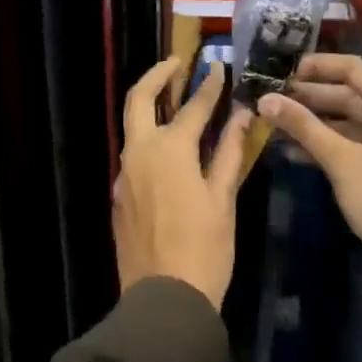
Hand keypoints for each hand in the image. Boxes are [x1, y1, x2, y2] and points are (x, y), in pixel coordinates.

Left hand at [113, 57, 254, 309]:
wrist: (163, 299)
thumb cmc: (204, 248)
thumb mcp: (223, 199)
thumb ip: (230, 152)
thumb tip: (243, 116)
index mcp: (169, 150)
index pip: (193, 107)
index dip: (209, 86)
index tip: (219, 68)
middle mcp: (139, 153)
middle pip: (139, 100)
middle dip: (157, 75)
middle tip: (176, 63)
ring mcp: (123, 175)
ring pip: (132, 127)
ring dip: (149, 106)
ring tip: (173, 98)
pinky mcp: (118, 196)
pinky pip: (132, 156)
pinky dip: (147, 139)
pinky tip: (167, 150)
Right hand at [258, 53, 361, 283]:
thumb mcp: (340, 160)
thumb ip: (302, 126)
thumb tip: (265, 99)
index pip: (353, 69)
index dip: (317, 66)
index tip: (282, 71)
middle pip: (347, 93)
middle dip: (308, 95)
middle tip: (270, 97)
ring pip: (344, 119)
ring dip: (311, 120)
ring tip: (273, 121)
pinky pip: (348, 141)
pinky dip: (322, 142)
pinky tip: (289, 149)